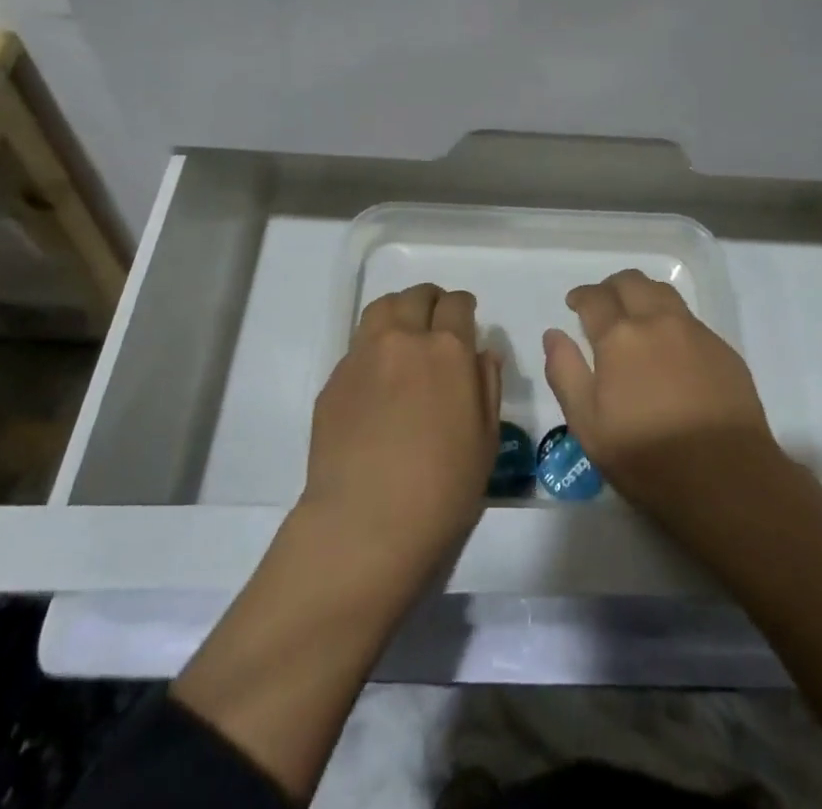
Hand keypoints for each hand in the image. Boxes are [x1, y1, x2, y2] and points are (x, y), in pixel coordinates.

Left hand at [301, 283, 501, 589]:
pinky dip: (373, 347)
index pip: (457, 304)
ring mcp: (362, 356)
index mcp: (447, 349)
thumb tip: (482, 352)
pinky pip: (357, 346)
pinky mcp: (334, 380)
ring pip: (381, 309)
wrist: (364, 525)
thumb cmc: (442, 489)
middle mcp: (403, 340)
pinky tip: (377, 378)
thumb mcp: (486, 440)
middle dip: (431, 302)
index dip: (464, 306)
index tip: (466, 317)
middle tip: (436, 323)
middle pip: (416, 296)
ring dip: (399, 312)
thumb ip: (487, 385)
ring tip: (404, 335)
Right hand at [544, 268, 785, 539]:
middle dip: (611, 287)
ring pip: (663, 293)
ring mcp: (695, 332)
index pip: (594, 298)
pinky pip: (690, 319)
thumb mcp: (587, 424)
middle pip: (632, 282)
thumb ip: (565, 372)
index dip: (581, 296)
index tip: (575, 304)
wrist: (727, 479)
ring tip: (636, 317)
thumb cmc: (647, 457)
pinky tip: (670, 349)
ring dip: (643, 295)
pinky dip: (671, 320)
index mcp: (620, 337)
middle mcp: (657, 321)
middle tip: (603, 305)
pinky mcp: (723, 349)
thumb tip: (553, 334)